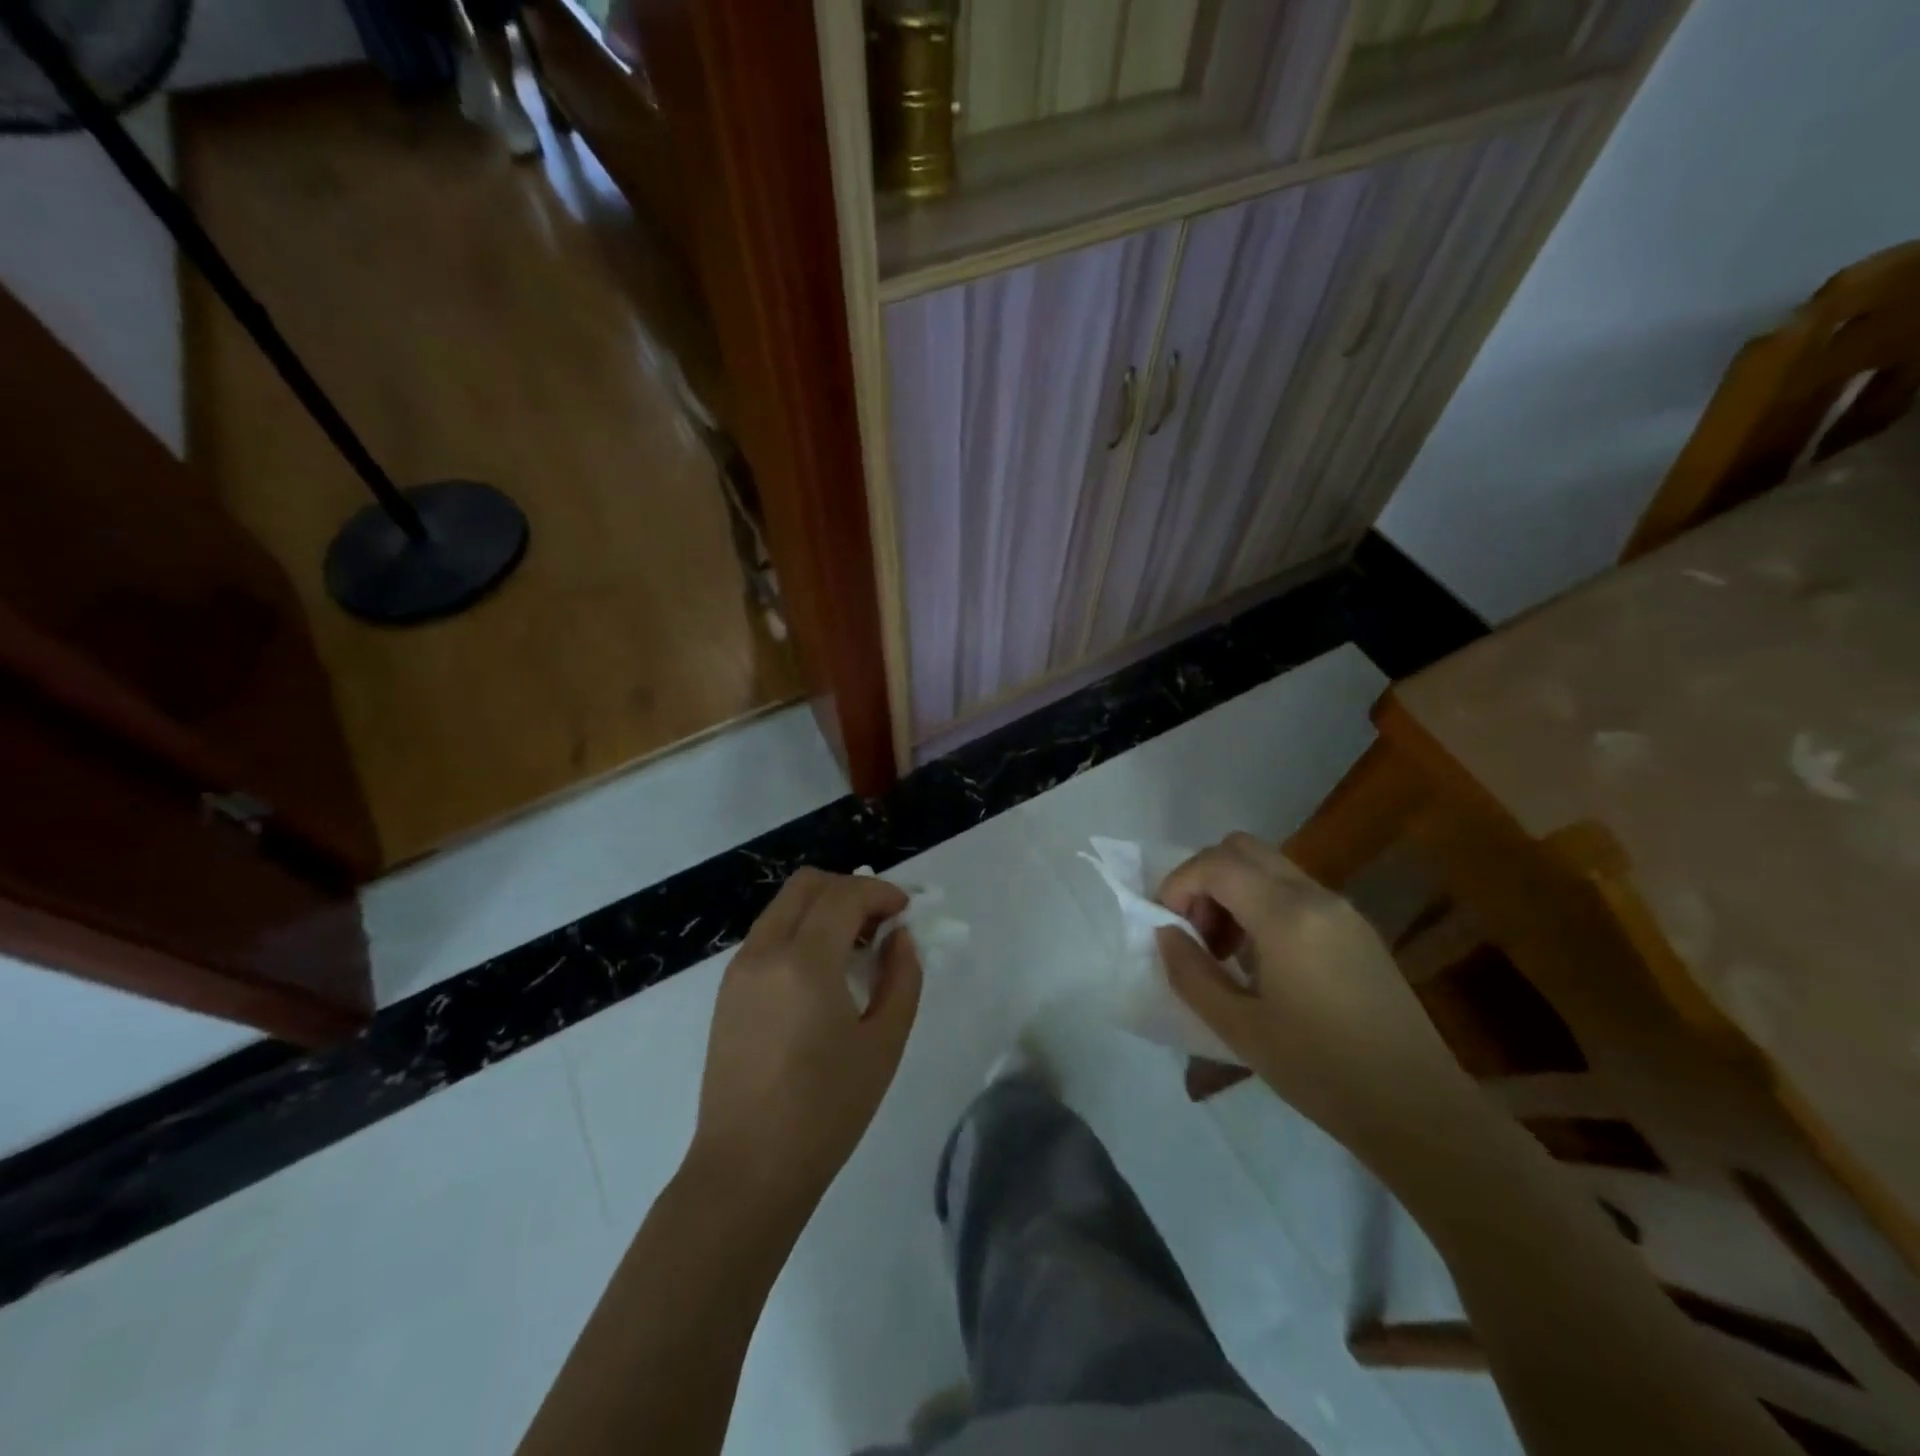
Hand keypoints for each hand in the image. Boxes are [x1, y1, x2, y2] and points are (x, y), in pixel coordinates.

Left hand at [690, 869, 922, 1210]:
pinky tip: (823, 973)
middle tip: (880, 923)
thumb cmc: (826, 1111)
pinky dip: (800, 931)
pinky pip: (768, 935)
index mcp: (804, 962)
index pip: (844, 895)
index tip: (905, 911)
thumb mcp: (882, 1044)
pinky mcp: (727, 990)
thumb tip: (899, 937)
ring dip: (823, 908)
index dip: (880, 892)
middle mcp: (764, 951)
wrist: (747, 1170)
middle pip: (807, 885)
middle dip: (850, 889)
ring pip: (784, 906)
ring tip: (856, 949)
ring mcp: (739, 969)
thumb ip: (901, 978)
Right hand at [1156, 833, 1473, 1152]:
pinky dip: (1261, 905)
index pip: (1216, 864)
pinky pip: (1294, 891)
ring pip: (1269, 867)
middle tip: (1195, 932)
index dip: (1179, 884)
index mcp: (1286, 917)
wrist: (1420, 1111)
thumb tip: (1166, 934)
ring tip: (1223, 952)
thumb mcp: (1239, 1029)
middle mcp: (1316, 896)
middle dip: (1204, 879)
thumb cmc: (1322, 1073)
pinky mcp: (1357, 929)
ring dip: (1232, 891)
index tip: (1167, 927)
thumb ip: (1190, 973)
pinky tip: (1261, 961)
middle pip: (1243, 849)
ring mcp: (1342, 909)